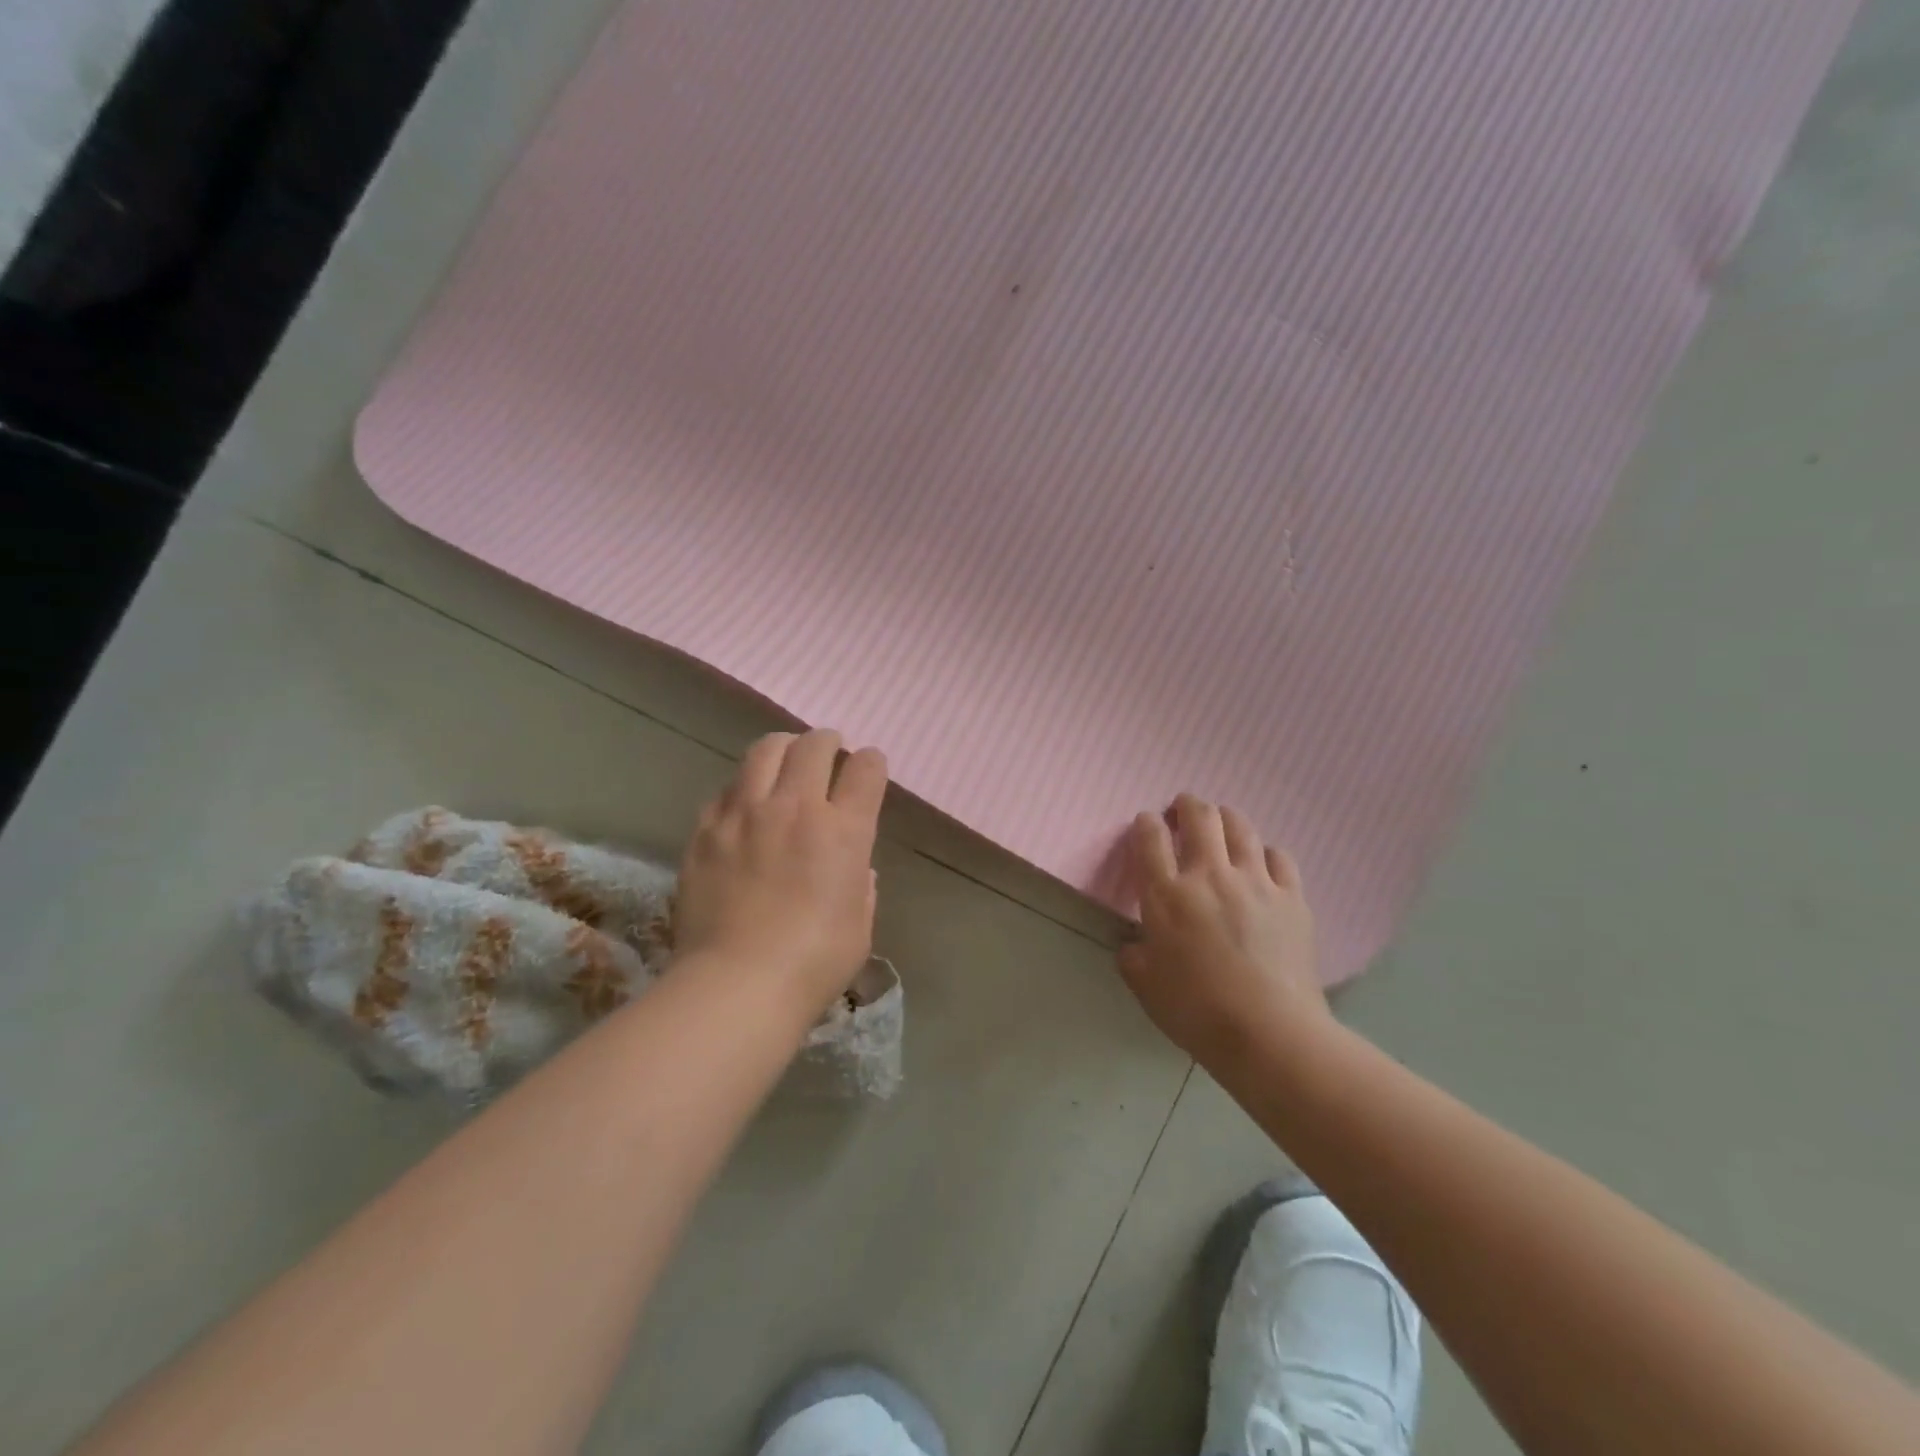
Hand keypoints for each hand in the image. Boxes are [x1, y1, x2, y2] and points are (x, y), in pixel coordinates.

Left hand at [674, 729, 887, 1011]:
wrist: (736, 985)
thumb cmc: (813, 964)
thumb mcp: (859, 927)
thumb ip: (861, 887)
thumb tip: (854, 869)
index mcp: (844, 831)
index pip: (866, 770)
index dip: (871, 763)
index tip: (868, 768)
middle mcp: (796, 808)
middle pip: (814, 745)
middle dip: (828, 741)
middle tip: (828, 751)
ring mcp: (746, 814)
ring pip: (765, 751)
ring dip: (784, 748)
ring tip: (785, 759)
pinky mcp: (706, 829)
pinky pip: (726, 788)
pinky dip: (743, 787)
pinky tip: (745, 804)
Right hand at [1118, 794, 1331, 1065]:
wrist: (1270, 1033)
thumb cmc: (1198, 1011)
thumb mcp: (1146, 987)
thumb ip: (1133, 957)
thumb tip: (1134, 945)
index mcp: (1167, 895)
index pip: (1150, 837)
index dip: (1146, 823)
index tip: (1147, 826)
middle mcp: (1209, 876)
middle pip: (1199, 816)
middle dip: (1187, 805)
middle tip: (1182, 812)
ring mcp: (1255, 882)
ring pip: (1241, 826)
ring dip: (1225, 818)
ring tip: (1220, 826)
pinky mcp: (1291, 897)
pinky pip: (1279, 856)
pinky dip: (1265, 852)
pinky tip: (1261, 864)